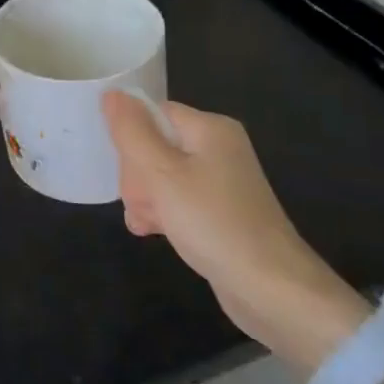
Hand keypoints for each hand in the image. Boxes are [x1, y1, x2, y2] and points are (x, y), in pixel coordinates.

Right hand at [103, 93, 367, 371]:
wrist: (272, 290)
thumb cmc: (213, 222)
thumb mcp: (162, 173)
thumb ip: (132, 132)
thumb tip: (111, 93)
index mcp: (210, 128)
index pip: (153, 114)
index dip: (132, 138)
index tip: (126, 170)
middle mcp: (218, 148)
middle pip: (156, 144)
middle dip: (138, 175)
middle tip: (142, 202)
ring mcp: (222, 182)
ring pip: (162, 175)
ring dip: (146, 198)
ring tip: (146, 223)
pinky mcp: (221, 212)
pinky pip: (179, 200)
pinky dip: (164, 212)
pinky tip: (153, 232)